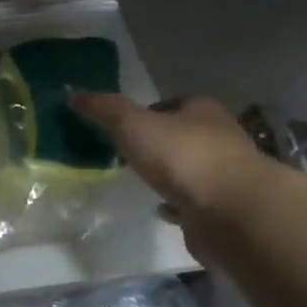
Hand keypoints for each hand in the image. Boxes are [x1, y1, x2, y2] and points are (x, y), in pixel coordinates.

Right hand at [70, 93, 271, 222]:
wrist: (231, 211)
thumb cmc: (182, 157)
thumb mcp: (134, 125)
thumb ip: (106, 110)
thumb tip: (75, 95)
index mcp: (202, 111)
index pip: (172, 104)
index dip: (147, 112)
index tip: (123, 128)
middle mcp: (219, 138)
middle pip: (183, 135)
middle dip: (158, 143)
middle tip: (128, 155)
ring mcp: (224, 174)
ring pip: (190, 168)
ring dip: (169, 174)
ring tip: (141, 182)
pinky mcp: (223, 206)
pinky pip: (194, 201)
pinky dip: (177, 203)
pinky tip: (160, 209)